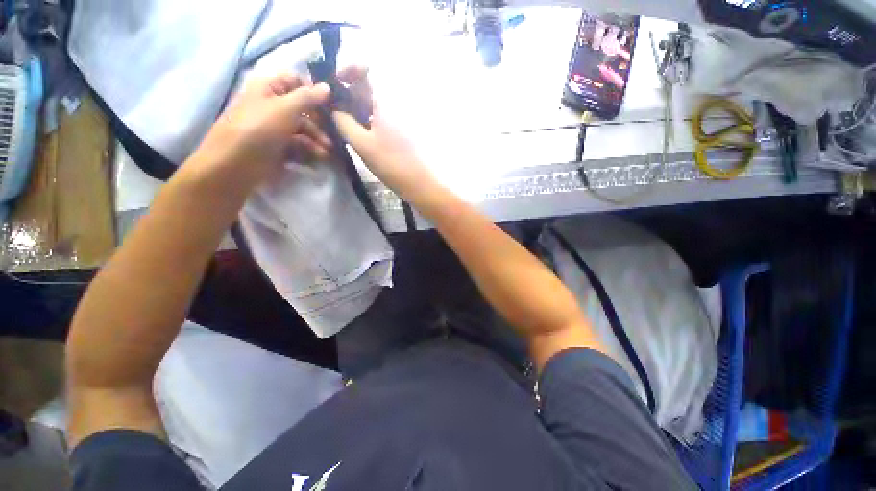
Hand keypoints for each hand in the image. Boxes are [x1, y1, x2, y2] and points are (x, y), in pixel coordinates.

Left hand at [193, 73, 331, 186]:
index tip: (331, 104)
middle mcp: (272, 105)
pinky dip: (310, 150)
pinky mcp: (279, 146)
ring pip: (303, 128)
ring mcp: (276, 127)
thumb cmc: (260, 128)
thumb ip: (308, 97)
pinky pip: (298, 144)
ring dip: (317, 139)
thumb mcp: (285, 108)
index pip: (295, 81)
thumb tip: (327, 87)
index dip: (313, 91)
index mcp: (269, 88)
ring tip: (326, 152)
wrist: (236, 163)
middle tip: (333, 132)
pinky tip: (319, 157)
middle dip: (319, 121)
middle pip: (302, 108)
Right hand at [331, 67, 437, 202]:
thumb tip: (334, 109)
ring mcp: (398, 118)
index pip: (368, 69)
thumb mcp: (362, 144)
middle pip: (368, 87)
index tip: (336, 83)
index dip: (350, 69)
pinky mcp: (400, 131)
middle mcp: (394, 104)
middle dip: (348, 93)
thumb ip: (344, 123)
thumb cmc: (392, 164)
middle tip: (333, 110)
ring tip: (342, 124)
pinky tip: (359, 134)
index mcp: (386, 101)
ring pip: (373, 104)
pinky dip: (367, 120)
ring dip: (356, 108)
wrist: (419, 183)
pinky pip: (379, 117)